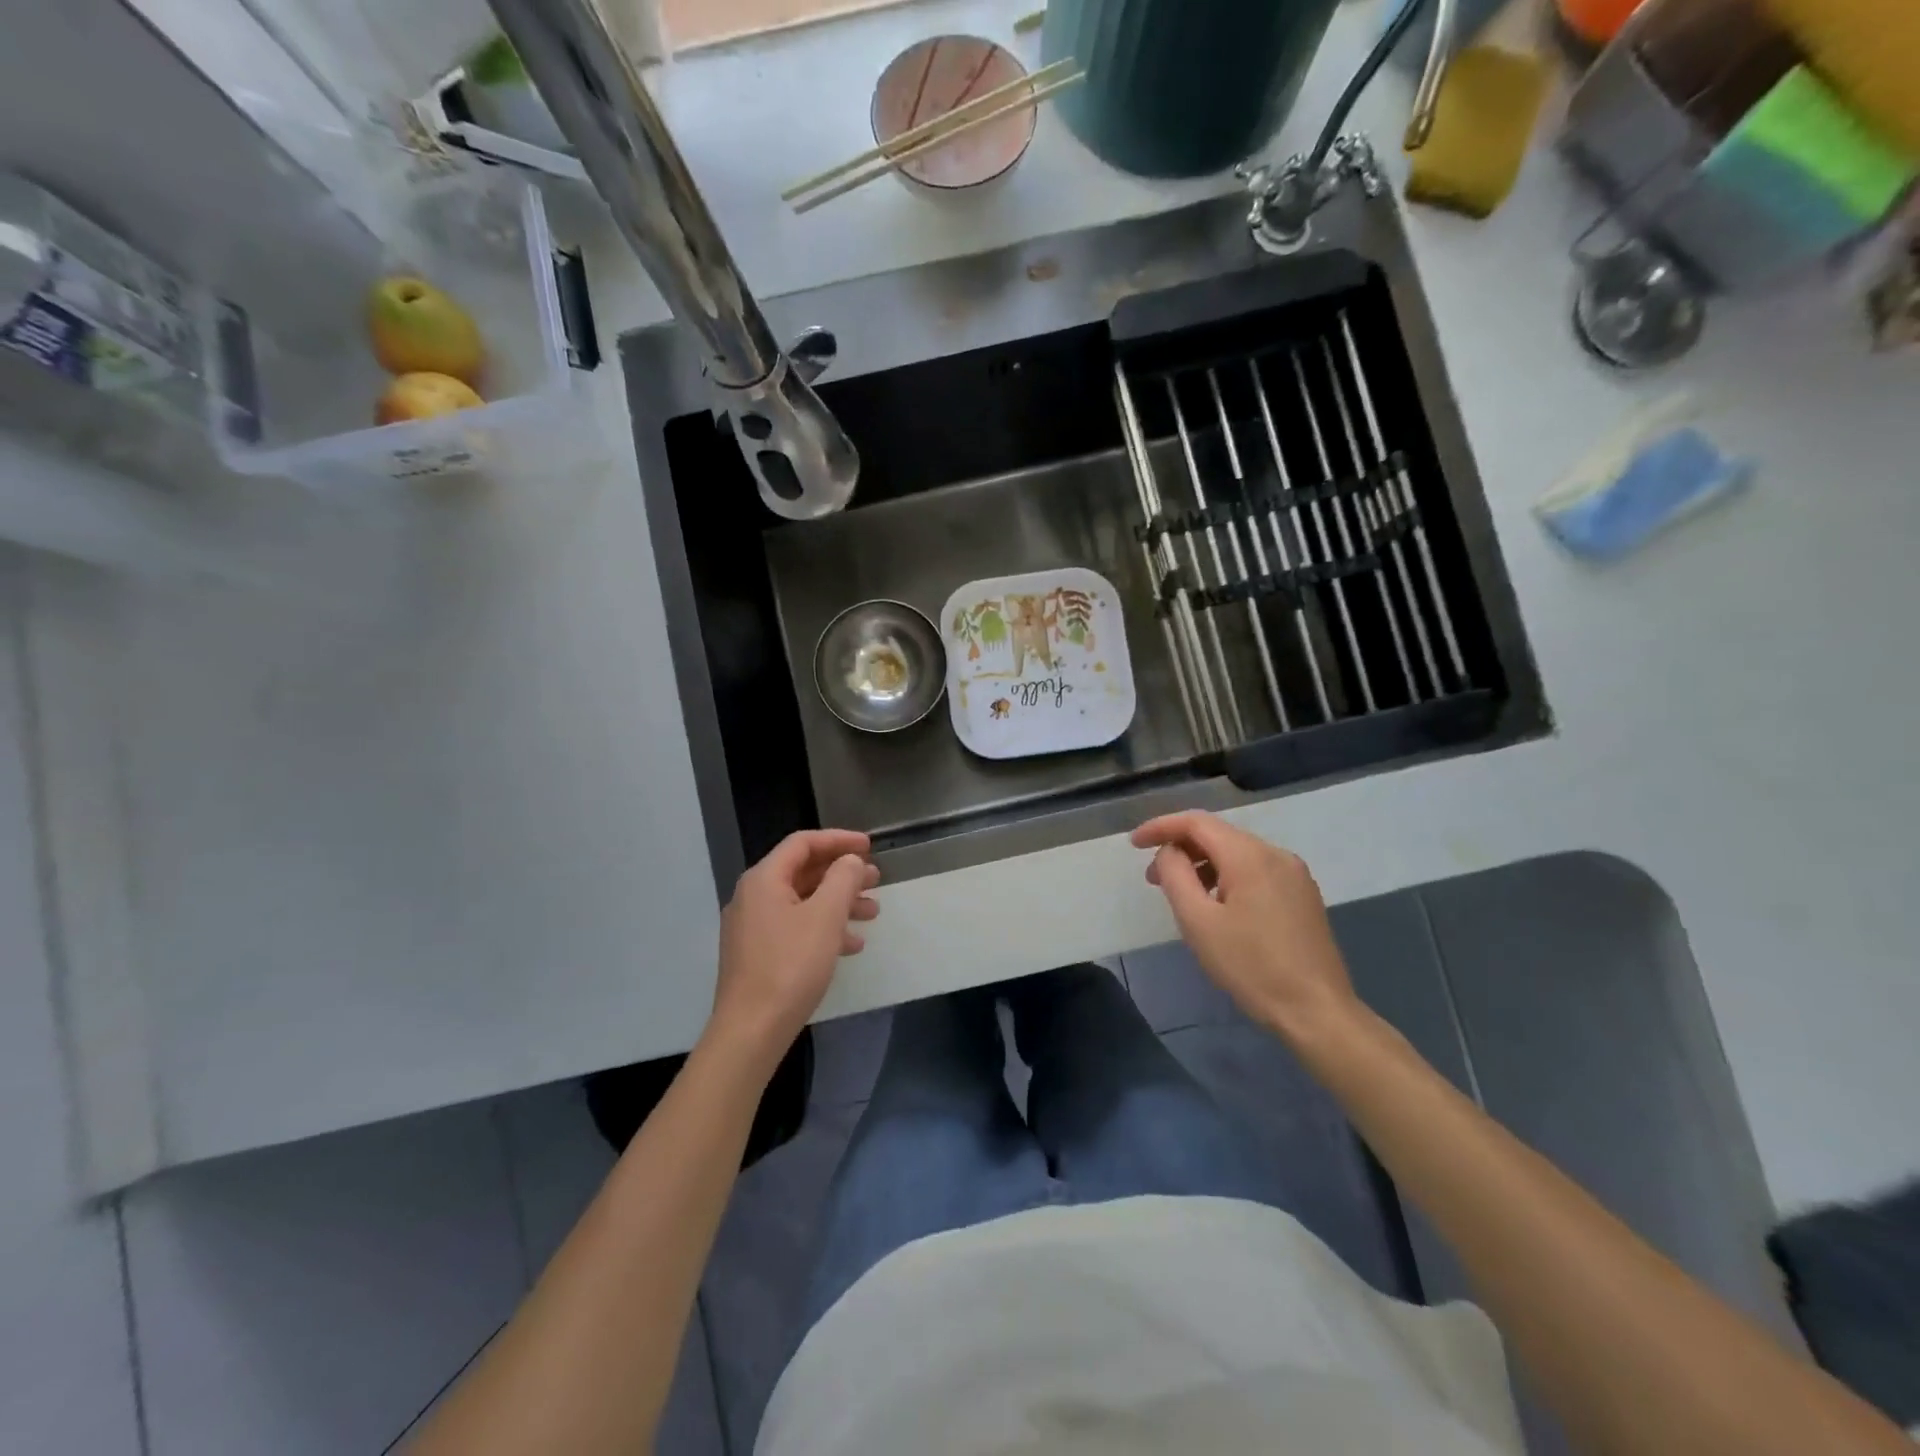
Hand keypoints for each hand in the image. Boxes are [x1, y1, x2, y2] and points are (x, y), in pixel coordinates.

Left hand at [711, 830, 879, 1064]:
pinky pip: (795, 927)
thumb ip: (842, 879)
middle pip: (803, 872)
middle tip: (876, 880)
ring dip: (838, 902)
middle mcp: (753, 896)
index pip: (803, 843)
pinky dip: (824, 928)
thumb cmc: (790, 966)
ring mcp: (753, 927)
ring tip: (872, 913)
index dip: (838, 840)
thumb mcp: (825, 917)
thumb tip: (849, 860)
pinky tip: (850, 945)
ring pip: (802, 901)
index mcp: (764, 879)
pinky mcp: (757, 954)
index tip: (870, 846)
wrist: (751, 1030)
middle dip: (843, 873)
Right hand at [1131, 812, 1363, 1045]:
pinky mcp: (1302, 895)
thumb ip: (1176, 876)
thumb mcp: (1199, 922)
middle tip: (1152, 879)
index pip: (1196, 823)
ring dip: (1203, 864)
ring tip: (1182, 895)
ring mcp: (1294, 874)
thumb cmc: (1251, 967)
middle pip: (1218, 835)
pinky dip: (1226, 876)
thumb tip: (1169, 852)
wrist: (1317, 1011)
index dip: (1161, 827)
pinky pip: (1255, 870)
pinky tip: (1216, 905)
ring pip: (1237, 853)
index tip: (1134, 844)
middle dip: (1180, 849)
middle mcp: (1276, 854)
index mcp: (1250, 856)